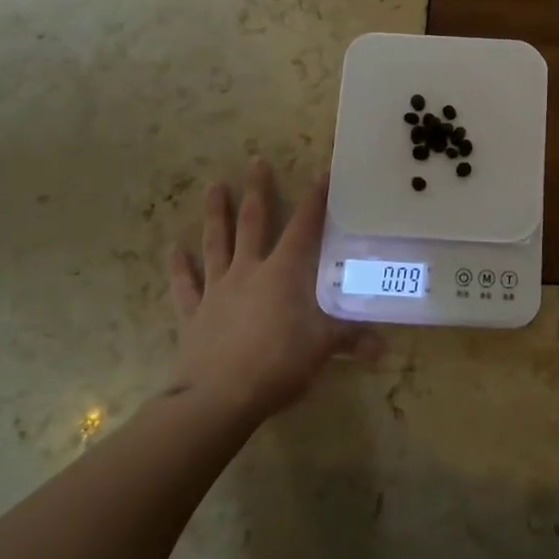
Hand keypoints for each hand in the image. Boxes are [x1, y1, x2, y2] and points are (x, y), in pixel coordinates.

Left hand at [166, 155, 380, 420]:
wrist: (218, 398)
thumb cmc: (277, 364)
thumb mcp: (322, 348)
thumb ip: (351, 339)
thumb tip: (384, 347)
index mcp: (283, 273)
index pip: (304, 227)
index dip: (315, 199)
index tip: (322, 171)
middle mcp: (249, 271)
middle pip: (253, 222)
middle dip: (256, 190)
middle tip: (255, 160)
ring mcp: (218, 289)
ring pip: (216, 242)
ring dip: (215, 213)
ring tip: (213, 185)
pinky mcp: (194, 313)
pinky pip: (185, 285)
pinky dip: (179, 267)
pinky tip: (173, 248)